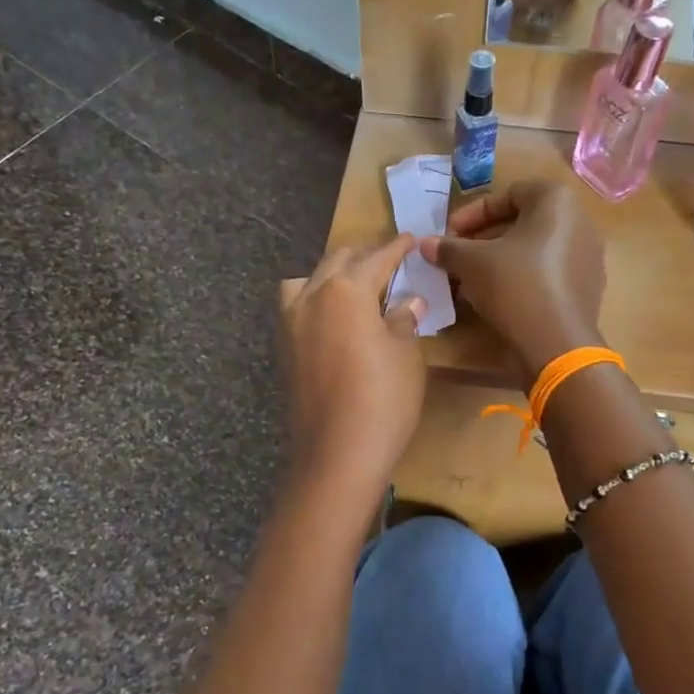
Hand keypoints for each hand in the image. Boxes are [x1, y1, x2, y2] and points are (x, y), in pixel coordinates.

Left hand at [280, 234, 426, 490]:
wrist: (336, 455)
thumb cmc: (383, 400)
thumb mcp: (406, 355)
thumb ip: (404, 319)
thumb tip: (408, 300)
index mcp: (346, 289)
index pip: (377, 257)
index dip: (397, 247)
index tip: (410, 238)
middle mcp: (312, 296)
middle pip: (339, 260)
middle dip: (365, 255)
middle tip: (390, 259)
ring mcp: (290, 322)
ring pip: (310, 280)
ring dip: (334, 274)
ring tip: (356, 287)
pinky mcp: (283, 348)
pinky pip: (298, 306)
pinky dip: (317, 299)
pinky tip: (335, 318)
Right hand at [420, 181, 606, 382]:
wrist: (557, 343)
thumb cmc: (515, 285)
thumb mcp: (472, 263)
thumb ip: (448, 248)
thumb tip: (424, 244)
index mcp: (557, 201)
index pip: (507, 195)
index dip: (472, 214)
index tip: (449, 234)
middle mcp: (580, 222)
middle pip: (521, 223)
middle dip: (483, 239)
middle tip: (457, 258)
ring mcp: (587, 256)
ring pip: (533, 250)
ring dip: (499, 261)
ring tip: (470, 281)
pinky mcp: (587, 288)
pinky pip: (548, 273)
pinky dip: (520, 279)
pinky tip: (496, 299)